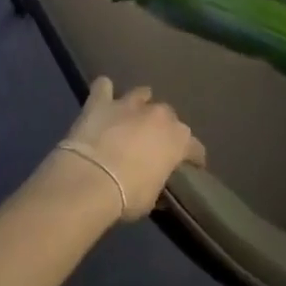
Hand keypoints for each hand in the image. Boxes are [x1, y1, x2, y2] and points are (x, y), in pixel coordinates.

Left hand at [59, 78, 205, 221]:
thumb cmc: (128, 195)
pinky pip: (103, 87)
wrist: (90, 180)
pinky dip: (104, 92)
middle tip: (154, 143)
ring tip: (133, 114)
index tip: (191, 166)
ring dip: (140, 103)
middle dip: (164, 127)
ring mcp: (129, 105)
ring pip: (141, 94)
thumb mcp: (152, 198)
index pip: (194, 147)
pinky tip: (103, 98)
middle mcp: (158, 115)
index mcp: (177, 139)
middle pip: (168, 116)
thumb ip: (158, 182)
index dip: (193, 157)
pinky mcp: (101, 102)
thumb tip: (157, 182)